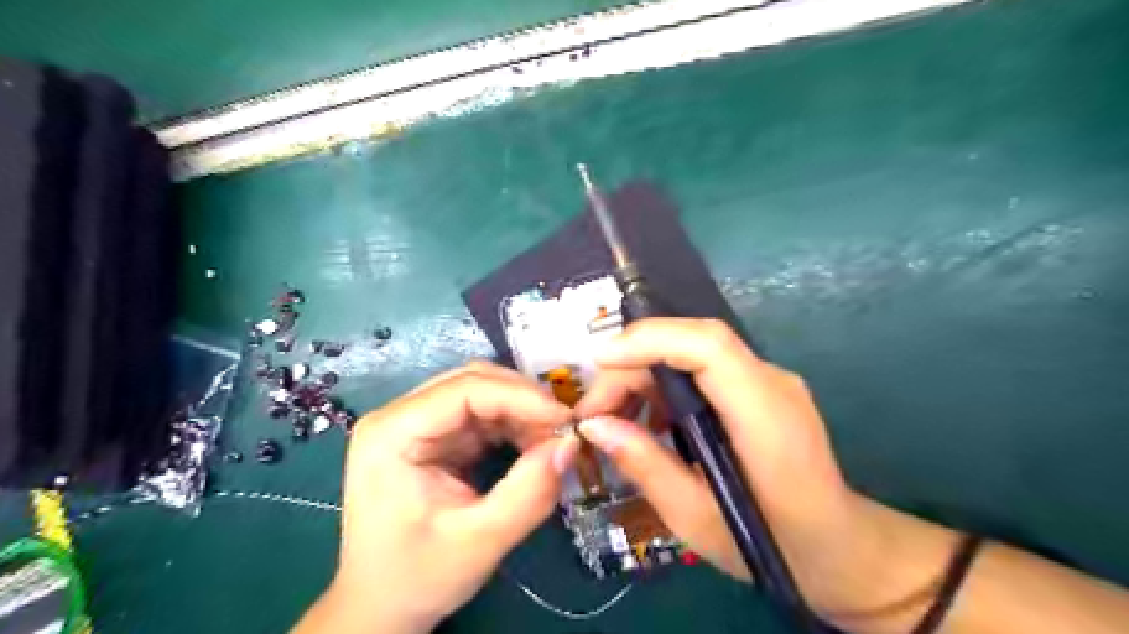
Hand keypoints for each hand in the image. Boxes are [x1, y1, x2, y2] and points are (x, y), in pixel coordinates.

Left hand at [289, 360, 581, 633]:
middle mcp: (400, 416)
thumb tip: (571, 445)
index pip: (465, 389)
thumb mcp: (479, 541)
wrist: (380, 608)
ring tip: (552, 441)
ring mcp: (417, 424)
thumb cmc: (416, 578)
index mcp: (392, 432)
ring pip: (482, 394)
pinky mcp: (434, 437)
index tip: (567, 419)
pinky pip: (482, 416)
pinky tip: (533, 446)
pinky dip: (513, 426)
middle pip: (474, 382)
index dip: (521, 397)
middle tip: (564, 428)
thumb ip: (528, 493)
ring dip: (522, 413)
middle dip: (524, 401)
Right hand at [578, 319, 875, 615]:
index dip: (650, 341)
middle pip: (691, 344)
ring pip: (692, 353)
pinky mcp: (758, 388)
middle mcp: (771, 382)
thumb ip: (645, 465)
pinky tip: (647, 423)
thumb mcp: (695, 518)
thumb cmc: (771, 545)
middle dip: (632, 365)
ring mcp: (768, 381)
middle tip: (594, 411)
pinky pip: (702, 371)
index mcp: (766, 416)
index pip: (709, 346)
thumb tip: (593, 425)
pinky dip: (664, 387)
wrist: (838, 548)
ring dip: (644, 375)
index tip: (599, 361)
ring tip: (612, 419)